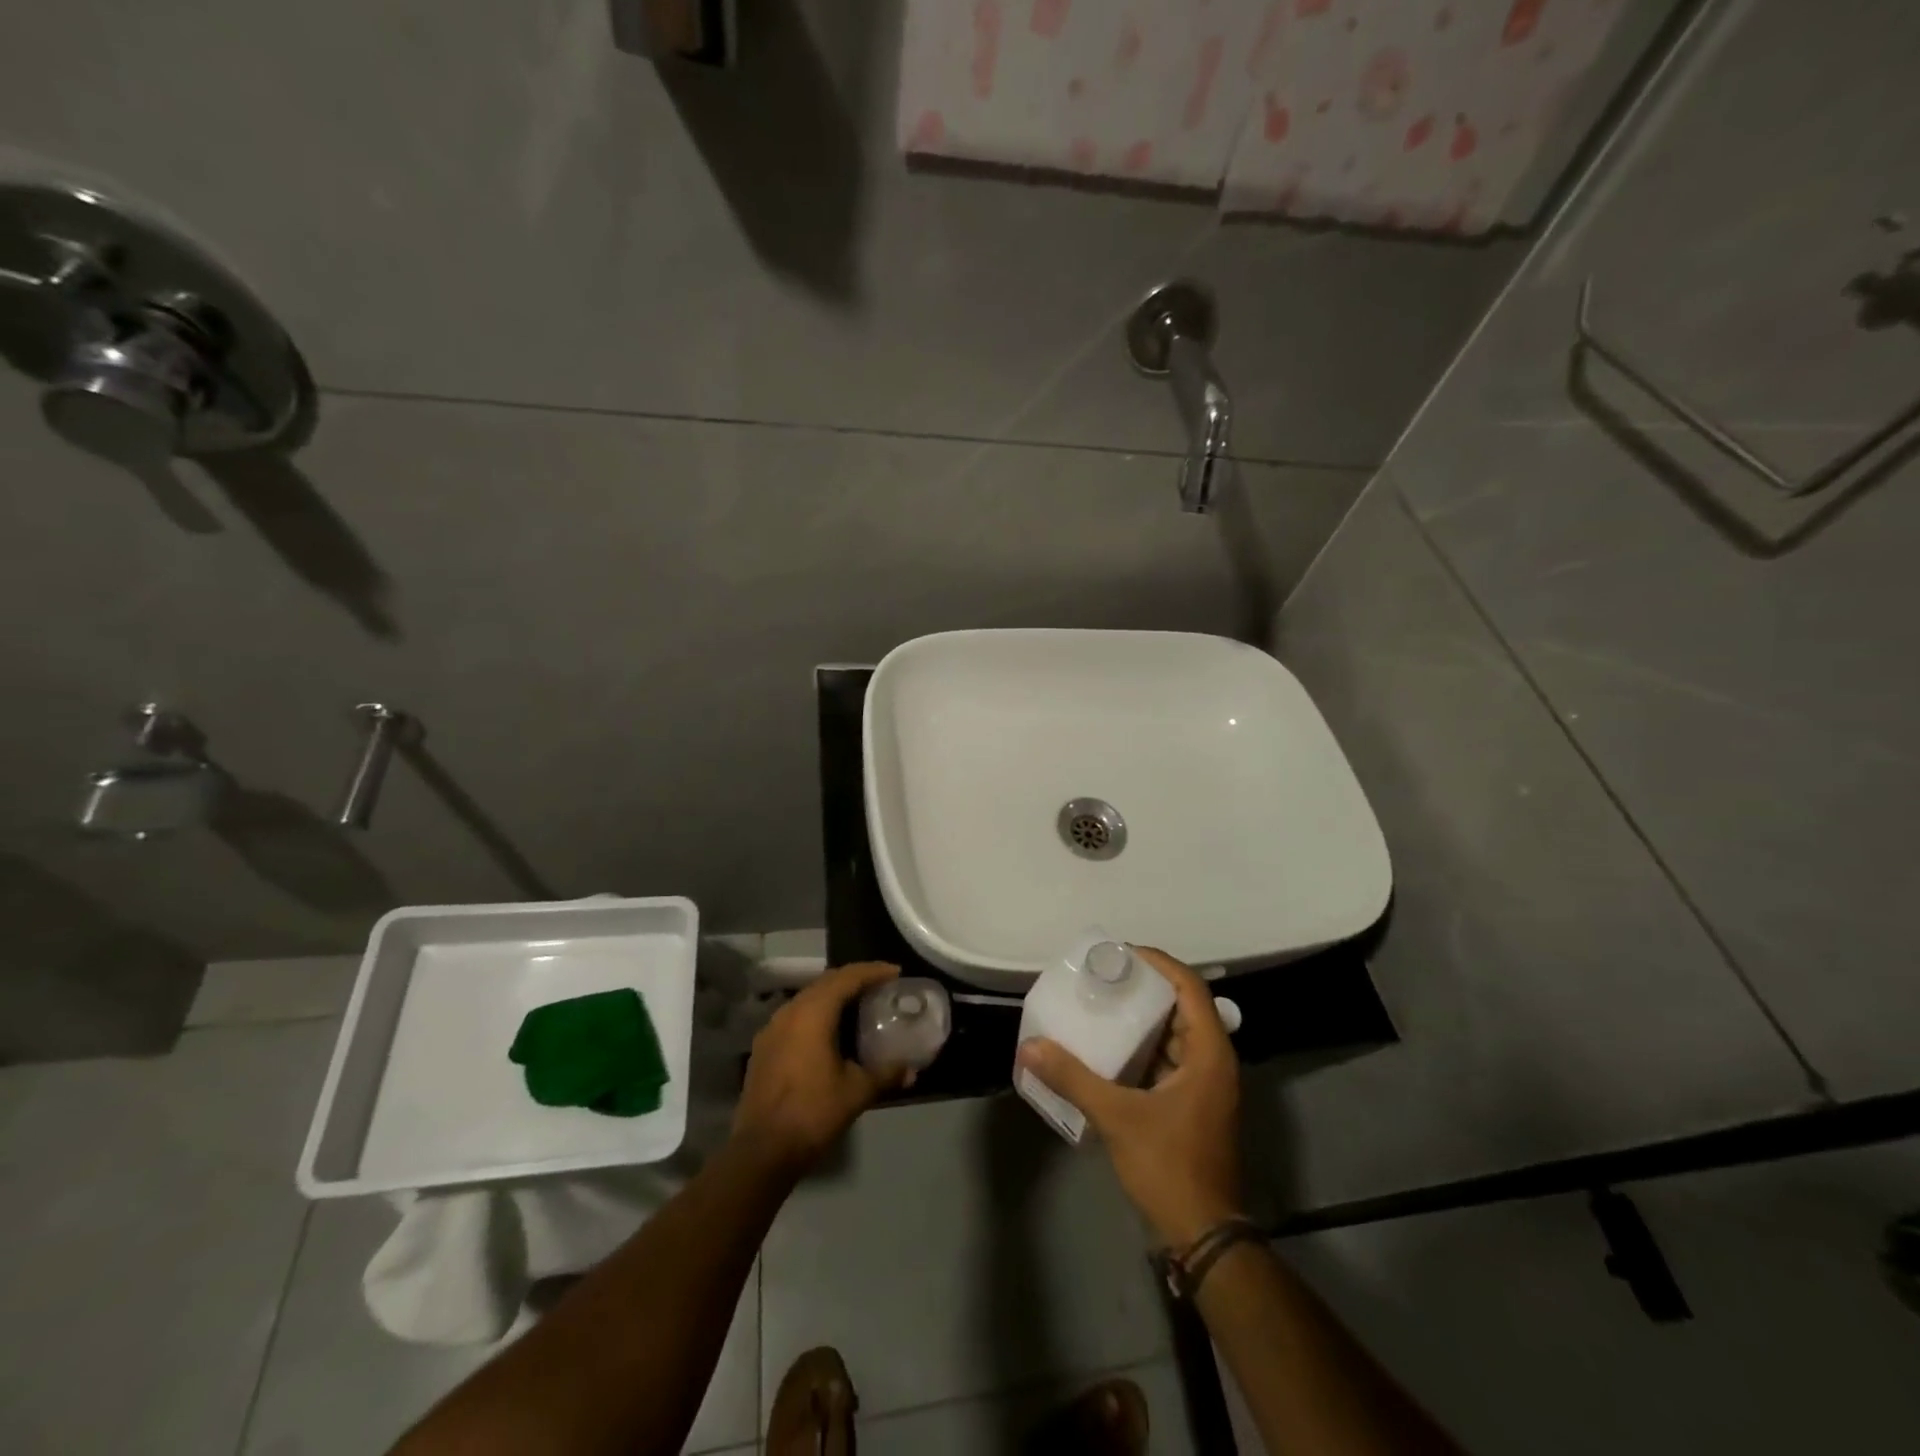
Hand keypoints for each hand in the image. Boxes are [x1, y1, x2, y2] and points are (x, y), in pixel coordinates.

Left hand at [732, 961, 905, 1176]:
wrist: (762, 1150)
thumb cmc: (813, 1113)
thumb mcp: (857, 1092)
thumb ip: (886, 1074)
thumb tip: (912, 1070)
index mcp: (813, 1012)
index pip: (847, 978)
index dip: (873, 971)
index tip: (895, 972)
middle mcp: (790, 1011)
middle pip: (826, 982)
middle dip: (854, 979)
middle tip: (880, 985)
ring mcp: (772, 1028)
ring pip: (808, 997)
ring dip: (833, 995)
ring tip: (857, 1004)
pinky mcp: (763, 1046)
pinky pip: (795, 1016)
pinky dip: (816, 1012)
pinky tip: (828, 1030)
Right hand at [1016, 947, 1242, 1246]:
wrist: (1203, 1235)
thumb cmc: (1170, 1166)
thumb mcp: (1117, 1117)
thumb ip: (1074, 1078)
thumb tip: (1030, 1047)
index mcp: (1209, 1053)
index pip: (1190, 987)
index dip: (1158, 963)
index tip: (1121, 954)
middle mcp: (1213, 1061)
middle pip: (1183, 1005)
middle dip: (1144, 987)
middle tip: (1104, 976)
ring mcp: (1205, 1084)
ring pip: (1175, 1033)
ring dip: (1142, 1017)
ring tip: (1101, 1003)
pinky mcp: (1192, 1103)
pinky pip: (1168, 1058)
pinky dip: (1142, 1046)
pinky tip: (1109, 1047)